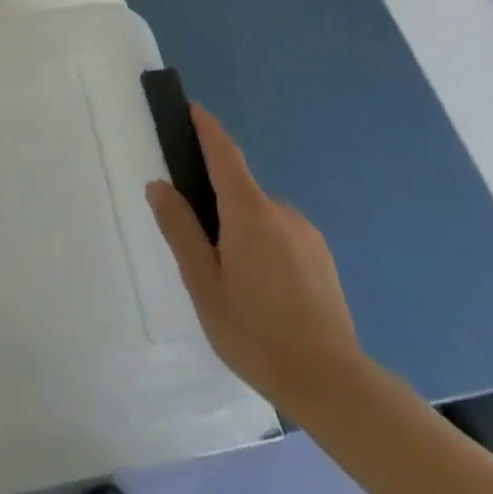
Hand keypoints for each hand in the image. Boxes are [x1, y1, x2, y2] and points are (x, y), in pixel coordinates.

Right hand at [146, 104, 365, 419]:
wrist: (333, 385)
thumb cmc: (255, 331)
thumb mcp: (203, 282)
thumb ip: (179, 228)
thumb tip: (159, 185)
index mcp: (249, 213)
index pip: (224, 156)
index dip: (208, 130)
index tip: (194, 108)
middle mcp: (282, 213)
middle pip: (239, 191)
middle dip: (215, 205)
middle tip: (197, 249)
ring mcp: (307, 236)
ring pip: (260, 218)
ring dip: (240, 232)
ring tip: (230, 283)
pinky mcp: (322, 260)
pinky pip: (281, 237)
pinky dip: (262, 247)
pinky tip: (260, 292)